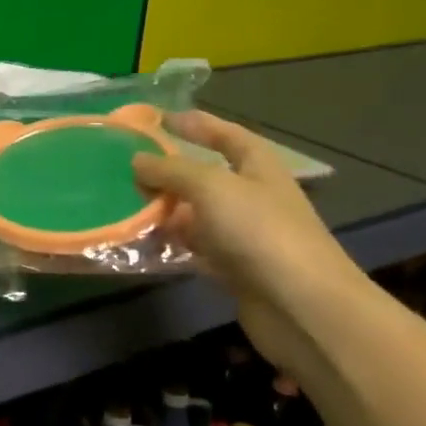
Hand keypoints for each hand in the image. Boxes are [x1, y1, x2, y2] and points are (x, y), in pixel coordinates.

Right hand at [132, 112, 360, 369]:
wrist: (301, 306)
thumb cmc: (260, 231)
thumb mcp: (211, 187)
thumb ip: (171, 170)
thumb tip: (137, 161)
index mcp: (258, 166)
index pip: (226, 135)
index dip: (197, 124)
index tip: (161, 119)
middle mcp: (253, 196)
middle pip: (206, 177)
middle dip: (170, 172)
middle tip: (128, 170)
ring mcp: (244, 235)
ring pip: (196, 214)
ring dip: (165, 210)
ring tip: (123, 205)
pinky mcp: (233, 269)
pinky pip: (194, 249)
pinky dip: (170, 244)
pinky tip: (141, 242)